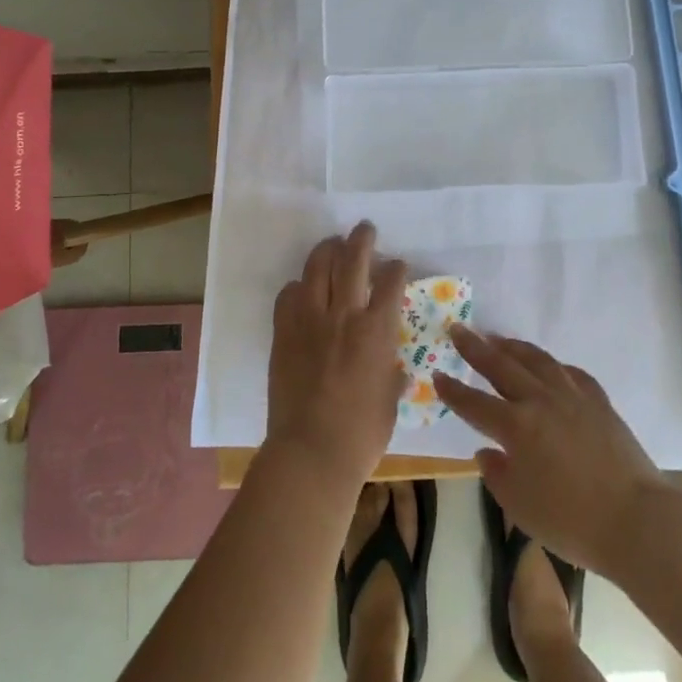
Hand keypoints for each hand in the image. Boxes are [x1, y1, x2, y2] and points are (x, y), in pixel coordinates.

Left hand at [266, 222, 408, 491]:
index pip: (390, 282)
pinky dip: (298, 286)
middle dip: (362, 239)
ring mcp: (310, 320)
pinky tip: (303, 289)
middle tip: (365, 229)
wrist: (311, 452)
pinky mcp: (284, 332)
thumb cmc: (361, 434)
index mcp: (377, 331)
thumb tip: (394, 367)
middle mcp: (344, 315)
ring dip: (327, 250)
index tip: (397, 264)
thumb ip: (391, 374)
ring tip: (333, 244)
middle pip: (353, 260)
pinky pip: (288, 295)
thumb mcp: (390, 401)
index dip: (396, 268)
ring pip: (318, 267)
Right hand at [433, 327, 670, 575]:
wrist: (636, 519)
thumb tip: (487, 452)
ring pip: (536, 360)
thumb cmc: (572, 522)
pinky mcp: (598, 401)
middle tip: (458, 330)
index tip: (437, 375)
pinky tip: (548, 366)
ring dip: (512, 346)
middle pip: (501, 366)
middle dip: (475, 348)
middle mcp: (540, 401)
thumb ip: (497, 475)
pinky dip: (553, 365)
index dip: (453, 390)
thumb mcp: (520, 508)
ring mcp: (572, 396)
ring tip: (497, 338)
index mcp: (516, 427)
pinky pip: (570, 372)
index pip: (474, 403)